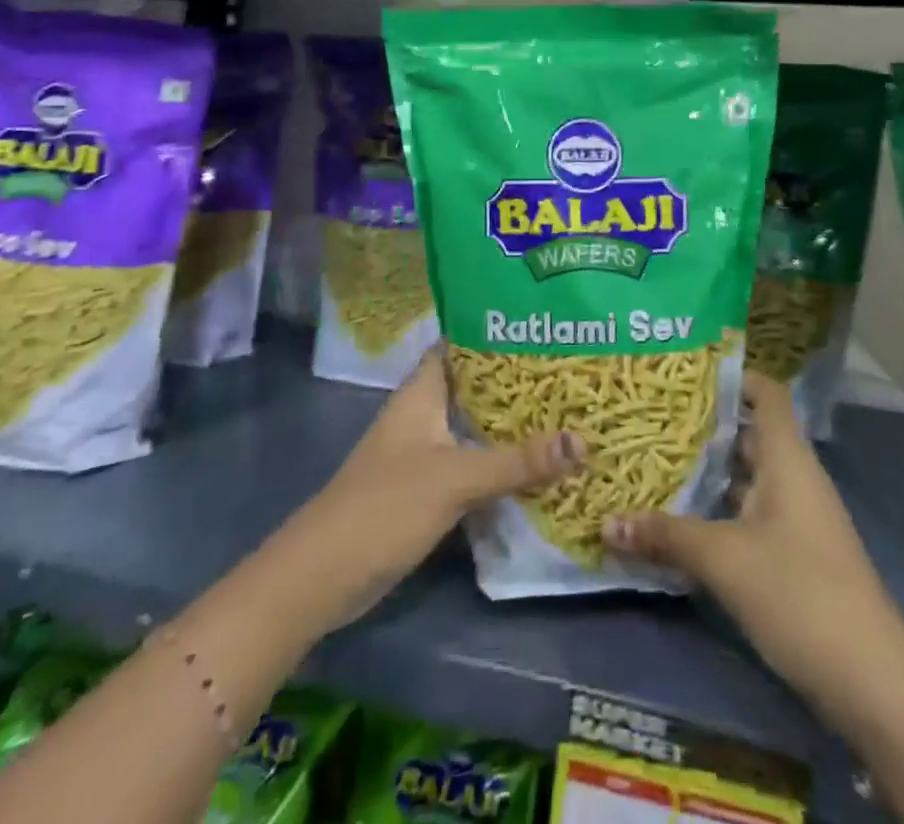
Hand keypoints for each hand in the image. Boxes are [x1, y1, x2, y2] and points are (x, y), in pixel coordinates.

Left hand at [288, 349, 584, 626]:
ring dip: (511, 422)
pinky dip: (500, 459)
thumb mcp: (455, 478)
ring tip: (565, 409)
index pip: (460, 344)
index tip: (542, 325)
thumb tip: (582, 441)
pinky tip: (536, 463)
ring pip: (475, 425)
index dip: (496, 332)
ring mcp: (423, 452)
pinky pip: (472, 461)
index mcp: (422, 393)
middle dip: (516, 379)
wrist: (321, 578)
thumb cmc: (384, 507)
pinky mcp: (427, 488)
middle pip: (474, 386)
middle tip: (569, 368)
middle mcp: (423, 414)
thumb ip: (516, 461)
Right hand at [602, 372, 903, 735]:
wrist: (872, 680)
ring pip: (748, 476)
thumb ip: (666, 536)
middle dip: (705, 426)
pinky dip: (720, 508)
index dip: (733, 376)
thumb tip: (605, 523)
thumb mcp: (724, 560)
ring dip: (709, 471)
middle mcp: (795, 477)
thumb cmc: (799, 593)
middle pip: (750, 433)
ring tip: (656, 461)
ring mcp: (798, 516)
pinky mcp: (796, 553)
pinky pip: (752, 512)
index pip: (766, 393)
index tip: (686, 374)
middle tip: (653, 417)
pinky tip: (685, 519)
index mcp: (787, 458)